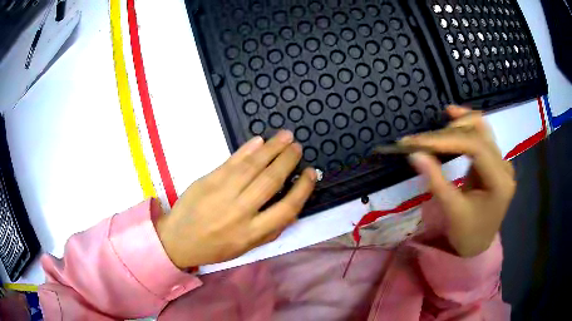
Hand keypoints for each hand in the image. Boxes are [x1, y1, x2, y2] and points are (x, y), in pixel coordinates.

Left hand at [156, 130, 316, 268]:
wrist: (178, 239)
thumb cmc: (214, 247)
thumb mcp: (245, 248)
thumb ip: (269, 231)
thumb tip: (291, 207)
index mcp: (251, 233)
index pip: (286, 208)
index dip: (302, 189)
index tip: (311, 173)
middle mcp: (239, 212)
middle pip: (270, 181)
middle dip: (287, 161)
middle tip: (297, 147)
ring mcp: (222, 193)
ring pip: (253, 166)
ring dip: (272, 148)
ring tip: (285, 136)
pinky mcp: (208, 180)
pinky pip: (232, 161)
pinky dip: (247, 149)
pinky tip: (260, 141)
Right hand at [401, 106, 515, 256]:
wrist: (479, 245)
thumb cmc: (467, 234)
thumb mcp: (451, 210)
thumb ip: (435, 180)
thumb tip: (414, 154)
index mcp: (500, 181)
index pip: (476, 148)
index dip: (447, 139)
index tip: (420, 141)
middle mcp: (504, 166)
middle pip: (480, 134)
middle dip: (450, 131)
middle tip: (422, 137)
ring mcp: (501, 162)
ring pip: (483, 130)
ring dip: (461, 122)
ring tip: (442, 116)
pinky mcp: (494, 162)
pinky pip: (481, 137)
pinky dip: (466, 128)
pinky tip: (454, 121)